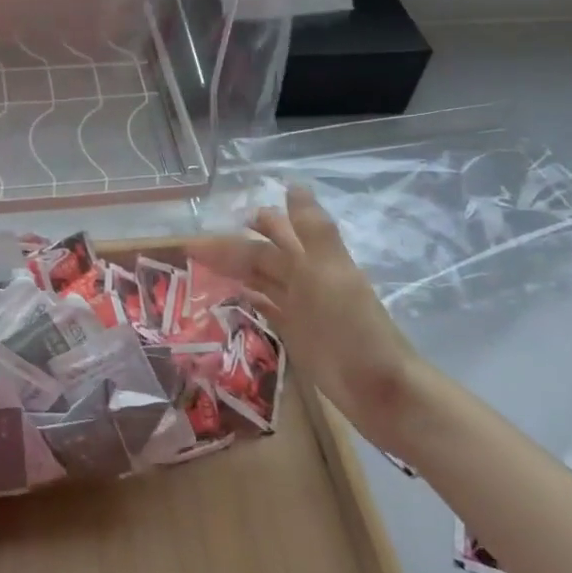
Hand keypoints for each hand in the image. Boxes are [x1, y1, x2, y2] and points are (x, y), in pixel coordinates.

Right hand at [190, 185, 427, 453]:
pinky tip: (228, 298)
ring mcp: (300, 307)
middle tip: (193, 248)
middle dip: (232, 248)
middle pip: (263, 256)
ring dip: (235, 272)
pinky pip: (266, 308)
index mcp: (313, 259)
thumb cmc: (352, 326)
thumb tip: (293, 184)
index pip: (275, 232)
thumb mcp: (330, 271)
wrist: (378, 387)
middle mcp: (305, 278)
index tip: (220, 215)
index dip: (252, 222)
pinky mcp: (296, 334)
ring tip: (201, 268)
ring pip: (262, 280)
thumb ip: (311, 230)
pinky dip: (248, 300)